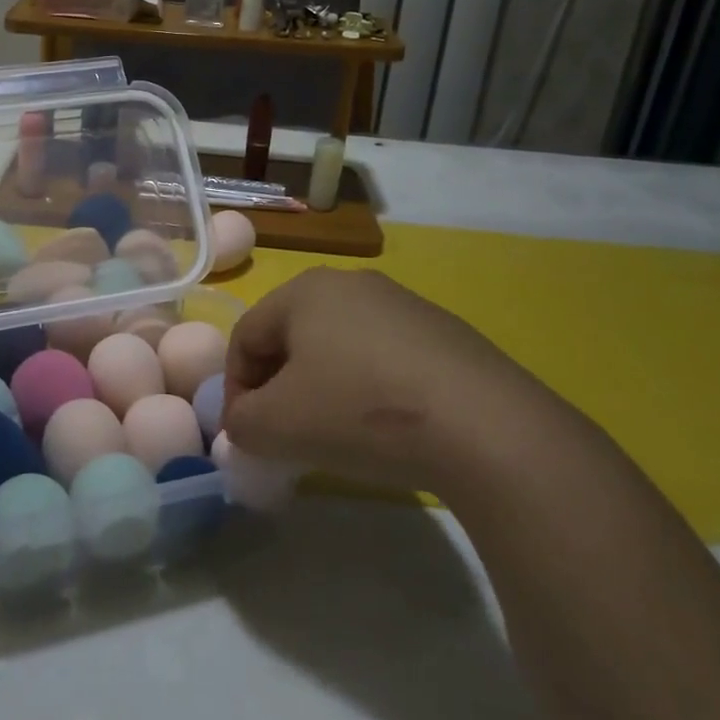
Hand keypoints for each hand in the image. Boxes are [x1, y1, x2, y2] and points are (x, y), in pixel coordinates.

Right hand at [224, 269, 565, 497]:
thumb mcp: (278, 426)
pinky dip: (369, 390)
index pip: (246, 336)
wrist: (484, 425)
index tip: (246, 436)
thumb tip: (244, 425)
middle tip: (285, 436)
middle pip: (293, 338)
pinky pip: (384, 358)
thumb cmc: (360, 411)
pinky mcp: (444, 332)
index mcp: (304, 290)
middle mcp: (350, 283)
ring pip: (339, 347)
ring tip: (336, 436)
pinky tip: (387, 428)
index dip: (235, 389)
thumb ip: (241, 424)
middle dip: (279, 388)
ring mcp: (403, 304)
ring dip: (323, 389)